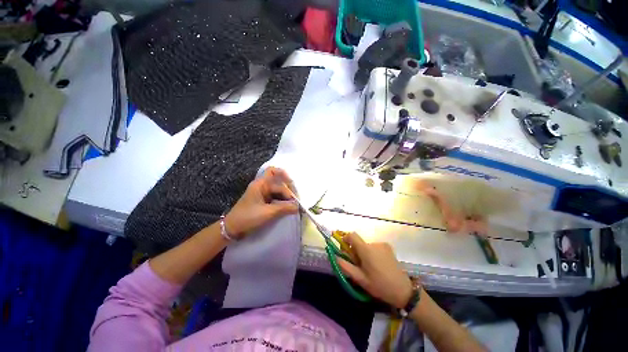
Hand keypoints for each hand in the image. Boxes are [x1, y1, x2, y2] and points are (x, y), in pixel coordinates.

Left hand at [224, 167, 297, 238]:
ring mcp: (263, 194)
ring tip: (294, 205)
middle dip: (288, 190)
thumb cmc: (248, 217)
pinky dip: (283, 201)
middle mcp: (262, 186)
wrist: (232, 229)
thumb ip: (284, 208)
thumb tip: (298, 207)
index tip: (293, 185)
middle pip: (278, 183)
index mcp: (260, 184)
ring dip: (286, 196)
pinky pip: (276, 198)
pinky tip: (288, 207)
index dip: (285, 177)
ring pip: (278, 191)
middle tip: (296, 200)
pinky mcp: (264, 201)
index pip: (276, 176)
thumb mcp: (267, 212)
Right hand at [337, 232, 413, 307]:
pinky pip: (374, 247)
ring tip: (370, 268)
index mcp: (366, 249)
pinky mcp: (388, 247)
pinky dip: (372, 253)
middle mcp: (374, 243)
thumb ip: (345, 266)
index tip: (344, 250)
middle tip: (358, 266)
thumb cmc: (379, 285)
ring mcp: (382, 244)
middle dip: (355, 251)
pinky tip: (378, 265)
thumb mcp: (360, 279)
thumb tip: (335, 257)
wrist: (403, 290)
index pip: (352, 235)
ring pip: (366, 245)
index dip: (345, 239)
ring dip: (364, 253)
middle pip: (359, 242)